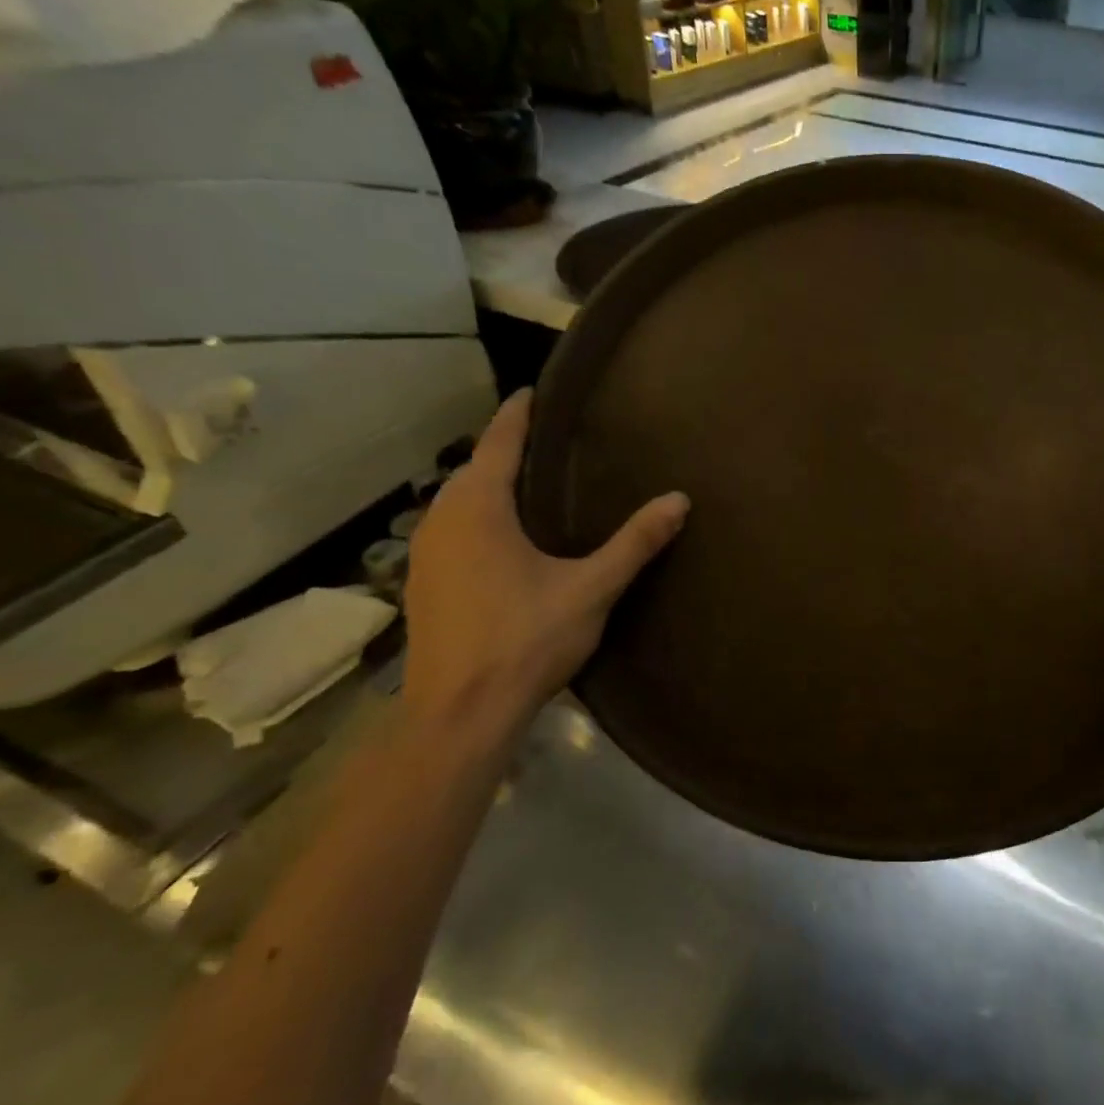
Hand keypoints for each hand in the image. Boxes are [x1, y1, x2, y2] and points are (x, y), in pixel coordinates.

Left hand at [404, 389, 687, 741]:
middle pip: (474, 469)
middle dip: (505, 448)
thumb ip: (635, 542)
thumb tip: (680, 500)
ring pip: (459, 501)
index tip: (533, 390)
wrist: (460, 713)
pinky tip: (504, 534)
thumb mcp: (592, 587)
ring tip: (531, 479)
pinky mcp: (424, 584)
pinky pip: (453, 528)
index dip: (517, 415)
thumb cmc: (525, 640)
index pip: (498, 443)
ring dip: (489, 483)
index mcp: (478, 509)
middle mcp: (442, 521)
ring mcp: (425, 555)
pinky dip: (478, 515)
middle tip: (548, 436)